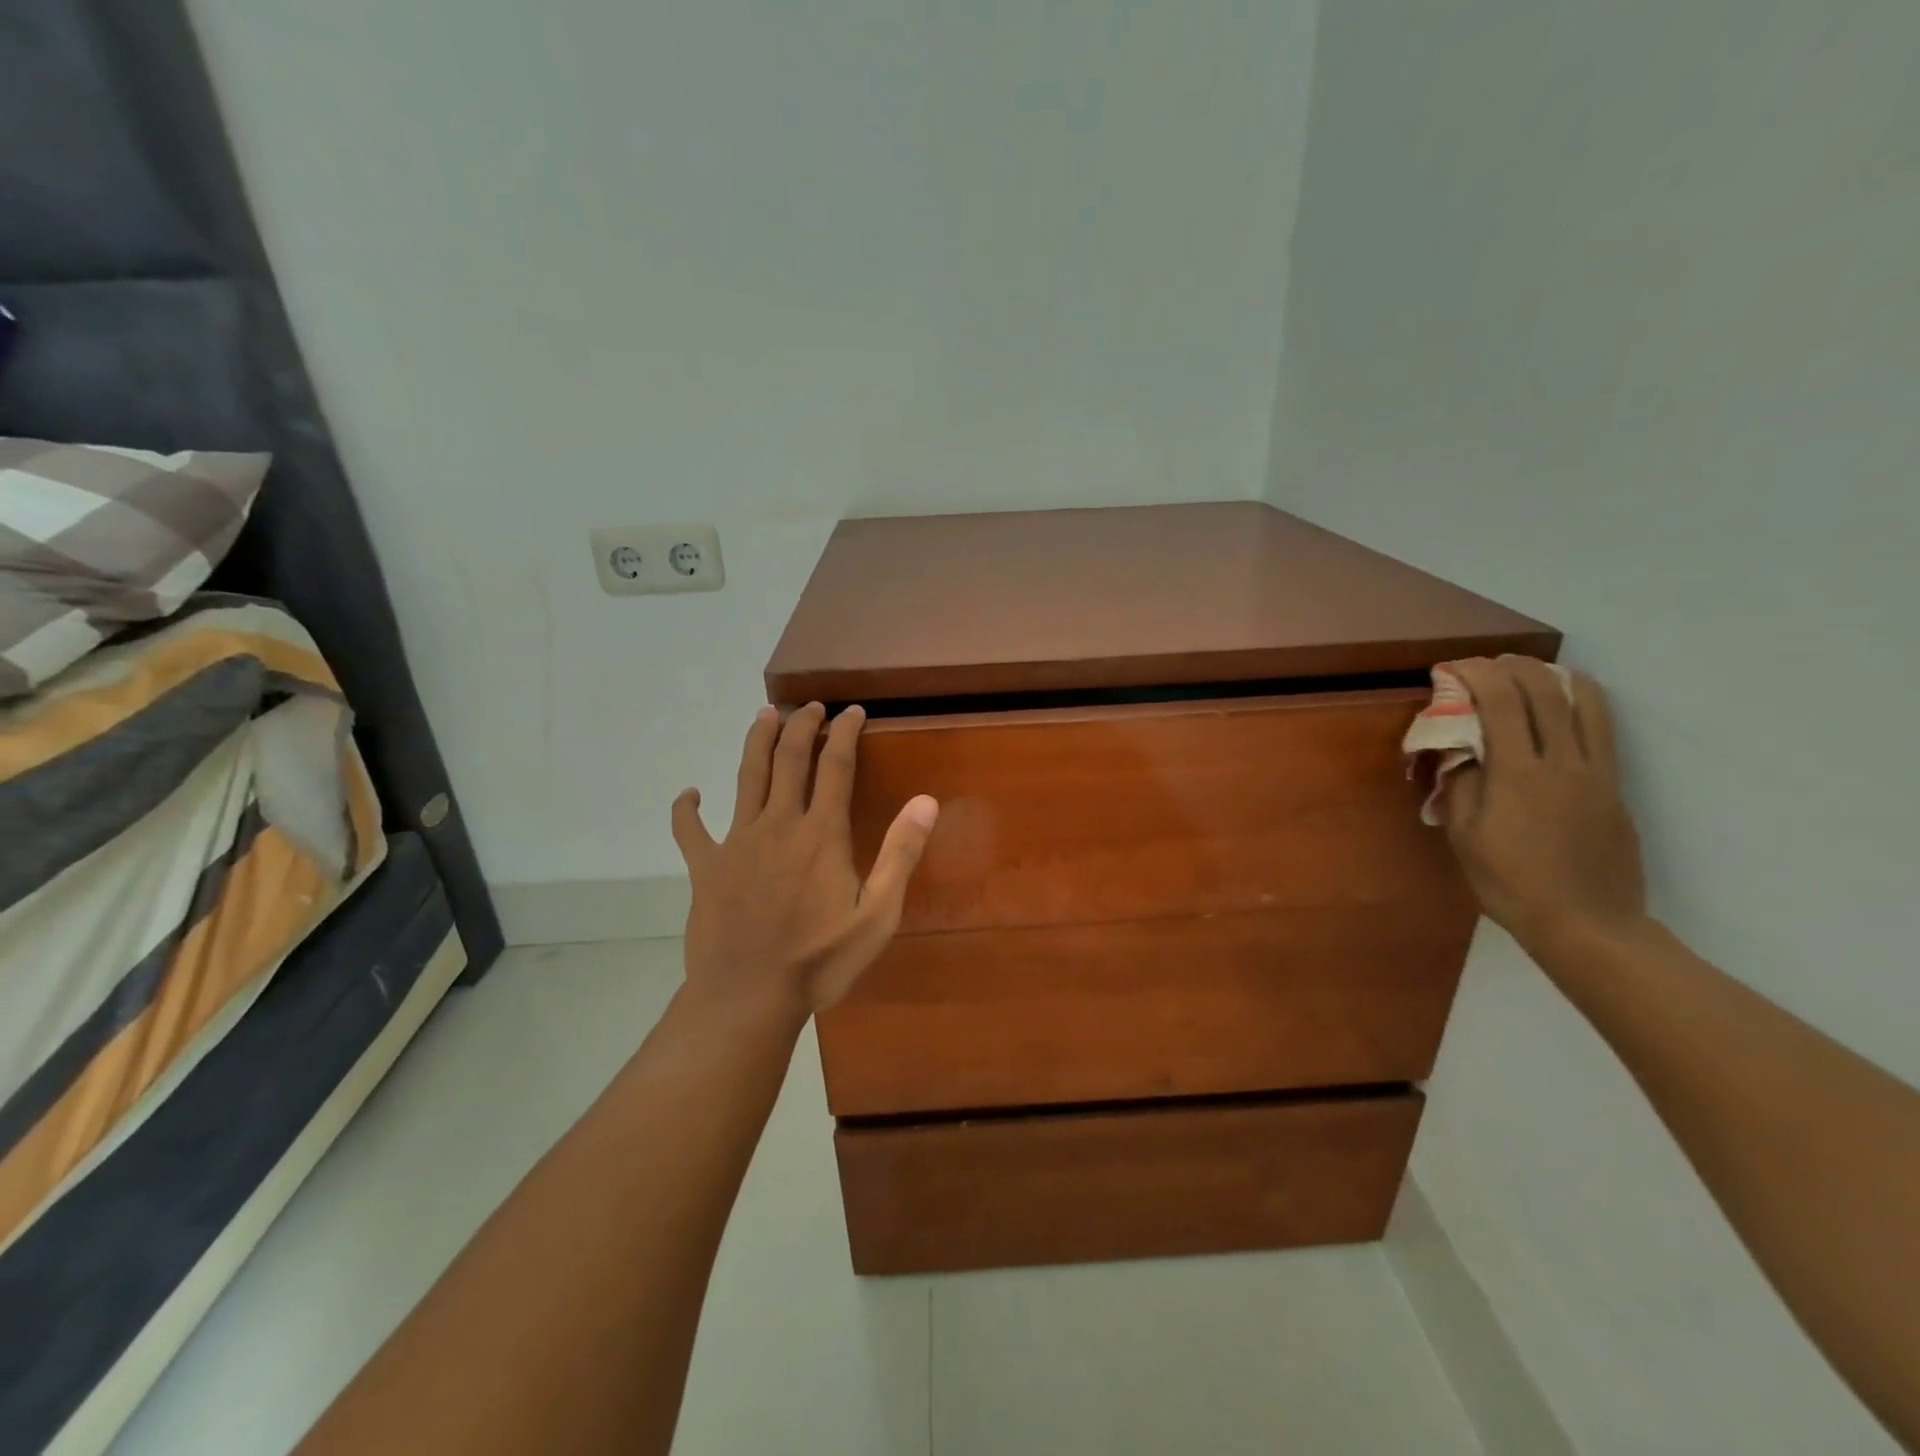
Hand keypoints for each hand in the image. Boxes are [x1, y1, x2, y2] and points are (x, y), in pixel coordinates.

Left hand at [671, 703, 938, 1025]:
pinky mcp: (705, 866)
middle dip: (801, 724)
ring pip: (746, 776)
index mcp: (822, 833)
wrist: (748, 997)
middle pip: (789, 758)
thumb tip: (925, 801)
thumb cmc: (820, 960)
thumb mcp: (877, 915)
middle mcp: (779, 824)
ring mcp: (737, 841)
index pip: (835, 765)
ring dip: (756, 741)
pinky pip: (690, 830)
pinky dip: (687, 809)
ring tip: (763, 715)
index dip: (844, 732)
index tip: (852, 711)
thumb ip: (900, 854)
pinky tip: (689, 794)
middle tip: (810, 705)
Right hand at [1441, 657, 1647, 955]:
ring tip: (1533, 671)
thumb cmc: (1511, 883)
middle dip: (1515, 668)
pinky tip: (1566, 705)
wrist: (1587, 924)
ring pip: (1587, 703)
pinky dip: (1583, 703)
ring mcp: (1597, 773)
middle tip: (1488, 664)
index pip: (1503, 703)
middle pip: (1546, 693)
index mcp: (1520, 774)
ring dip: (1556, 677)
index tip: (1454, 668)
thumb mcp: (1465, 837)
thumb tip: (1459, 749)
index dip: (1478, 676)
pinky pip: (1602, 729)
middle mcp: (1564, 762)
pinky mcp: (1615, 787)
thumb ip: (1460, 785)